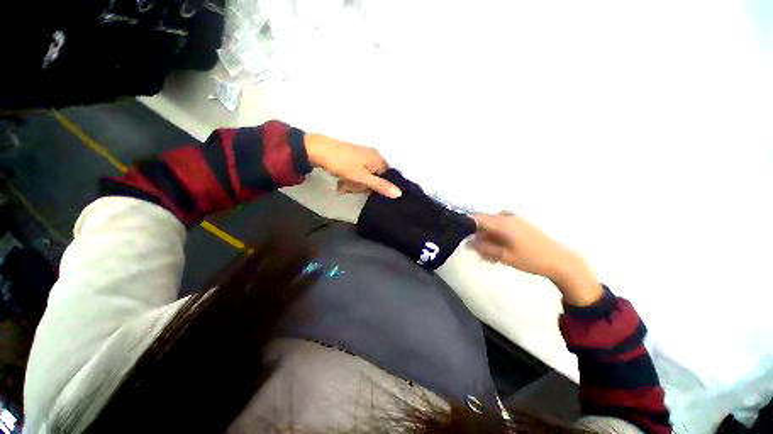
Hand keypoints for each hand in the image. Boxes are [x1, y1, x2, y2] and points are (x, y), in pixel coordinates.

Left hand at [304, 133, 401, 198]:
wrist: (317, 150)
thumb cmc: (342, 164)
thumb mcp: (362, 177)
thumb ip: (380, 186)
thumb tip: (399, 193)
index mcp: (378, 159)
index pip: (387, 178)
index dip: (378, 187)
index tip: (367, 192)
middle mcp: (373, 156)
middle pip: (375, 178)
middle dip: (362, 186)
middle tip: (351, 188)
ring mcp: (362, 156)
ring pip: (364, 177)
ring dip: (354, 184)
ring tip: (342, 185)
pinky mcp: (352, 157)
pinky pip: (356, 172)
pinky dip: (350, 179)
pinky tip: (341, 181)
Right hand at [472, 213, 602, 306]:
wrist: (560, 260)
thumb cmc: (531, 259)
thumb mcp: (504, 256)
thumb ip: (485, 248)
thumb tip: (469, 243)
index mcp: (502, 223)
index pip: (477, 218)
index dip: (465, 223)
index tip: (457, 231)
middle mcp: (507, 217)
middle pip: (483, 222)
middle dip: (476, 234)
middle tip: (474, 249)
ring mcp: (514, 220)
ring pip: (491, 226)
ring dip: (486, 237)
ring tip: (487, 254)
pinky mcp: (519, 225)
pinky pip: (500, 228)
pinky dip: (494, 237)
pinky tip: (497, 251)